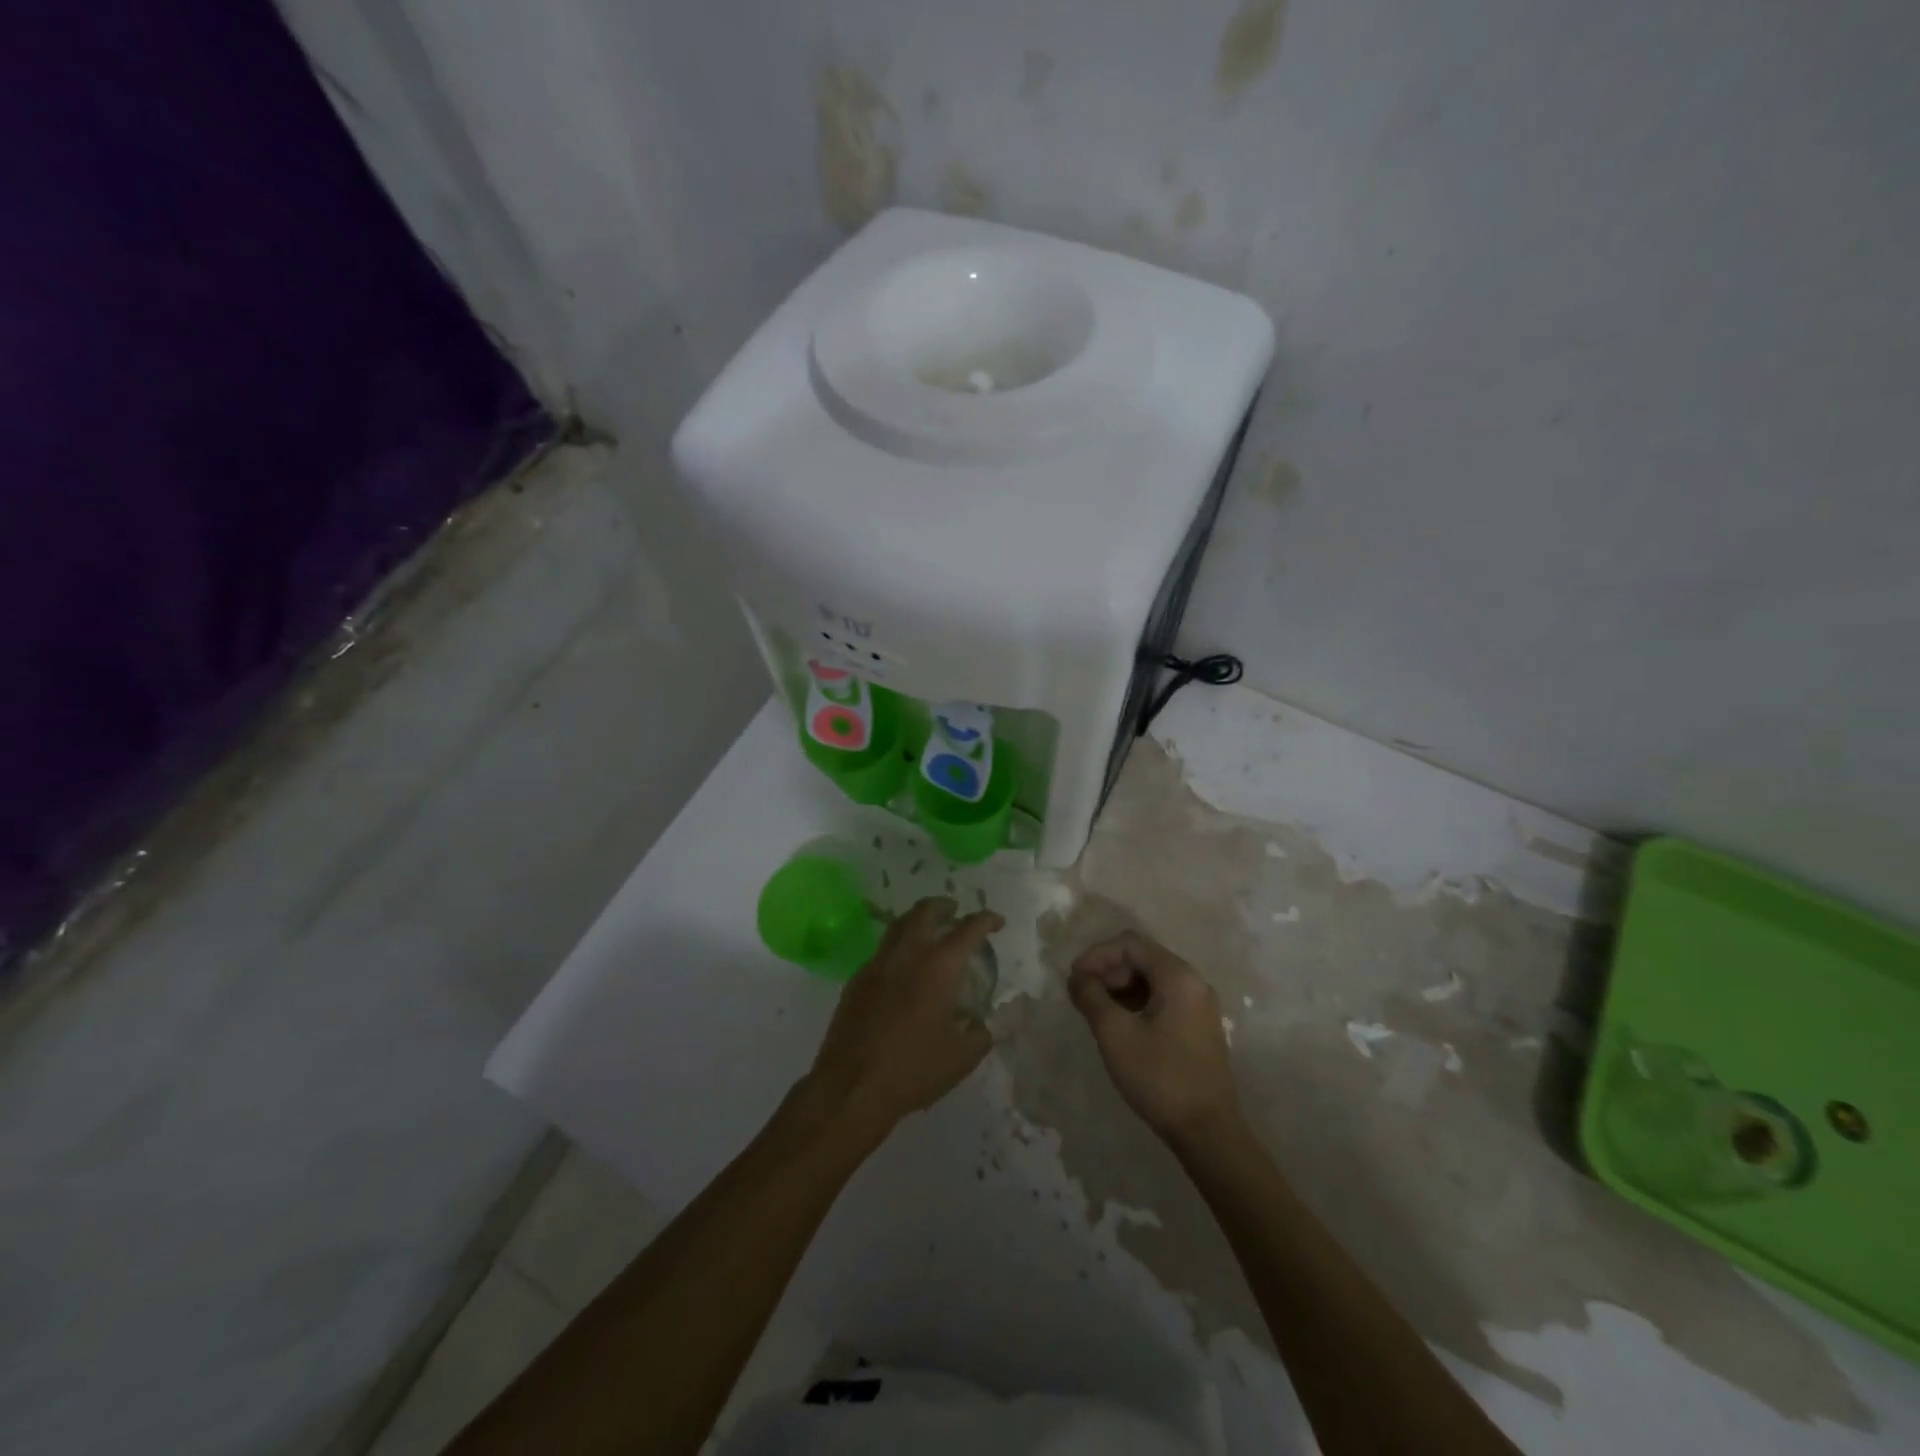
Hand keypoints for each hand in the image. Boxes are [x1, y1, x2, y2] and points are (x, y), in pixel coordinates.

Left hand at [805, 897, 1002, 1142]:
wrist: (851, 1086)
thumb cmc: (914, 1069)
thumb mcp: (961, 1057)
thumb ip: (979, 1034)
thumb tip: (982, 1025)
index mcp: (939, 966)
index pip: (968, 929)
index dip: (986, 920)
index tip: (996, 921)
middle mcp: (907, 954)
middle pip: (925, 912)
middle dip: (943, 906)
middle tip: (955, 911)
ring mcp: (877, 965)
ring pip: (898, 926)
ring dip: (917, 920)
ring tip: (928, 931)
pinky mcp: (856, 981)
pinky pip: (881, 952)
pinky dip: (897, 948)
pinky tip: (902, 969)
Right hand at [1069, 931, 1241, 1145]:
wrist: (1208, 1132)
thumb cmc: (1160, 1078)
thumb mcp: (1115, 1034)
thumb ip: (1091, 997)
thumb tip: (1077, 977)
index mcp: (1178, 976)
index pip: (1130, 944)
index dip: (1097, 955)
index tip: (1074, 978)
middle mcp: (1193, 982)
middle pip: (1142, 957)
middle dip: (1108, 970)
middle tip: (1082, 995)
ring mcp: (1199, 1005)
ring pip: (1152, 979)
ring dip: (1120, 987)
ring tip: (1096, 1011)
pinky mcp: (1199, 1026)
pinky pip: (1163, 998)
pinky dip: (1137, 1002)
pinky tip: (1120, 1025)